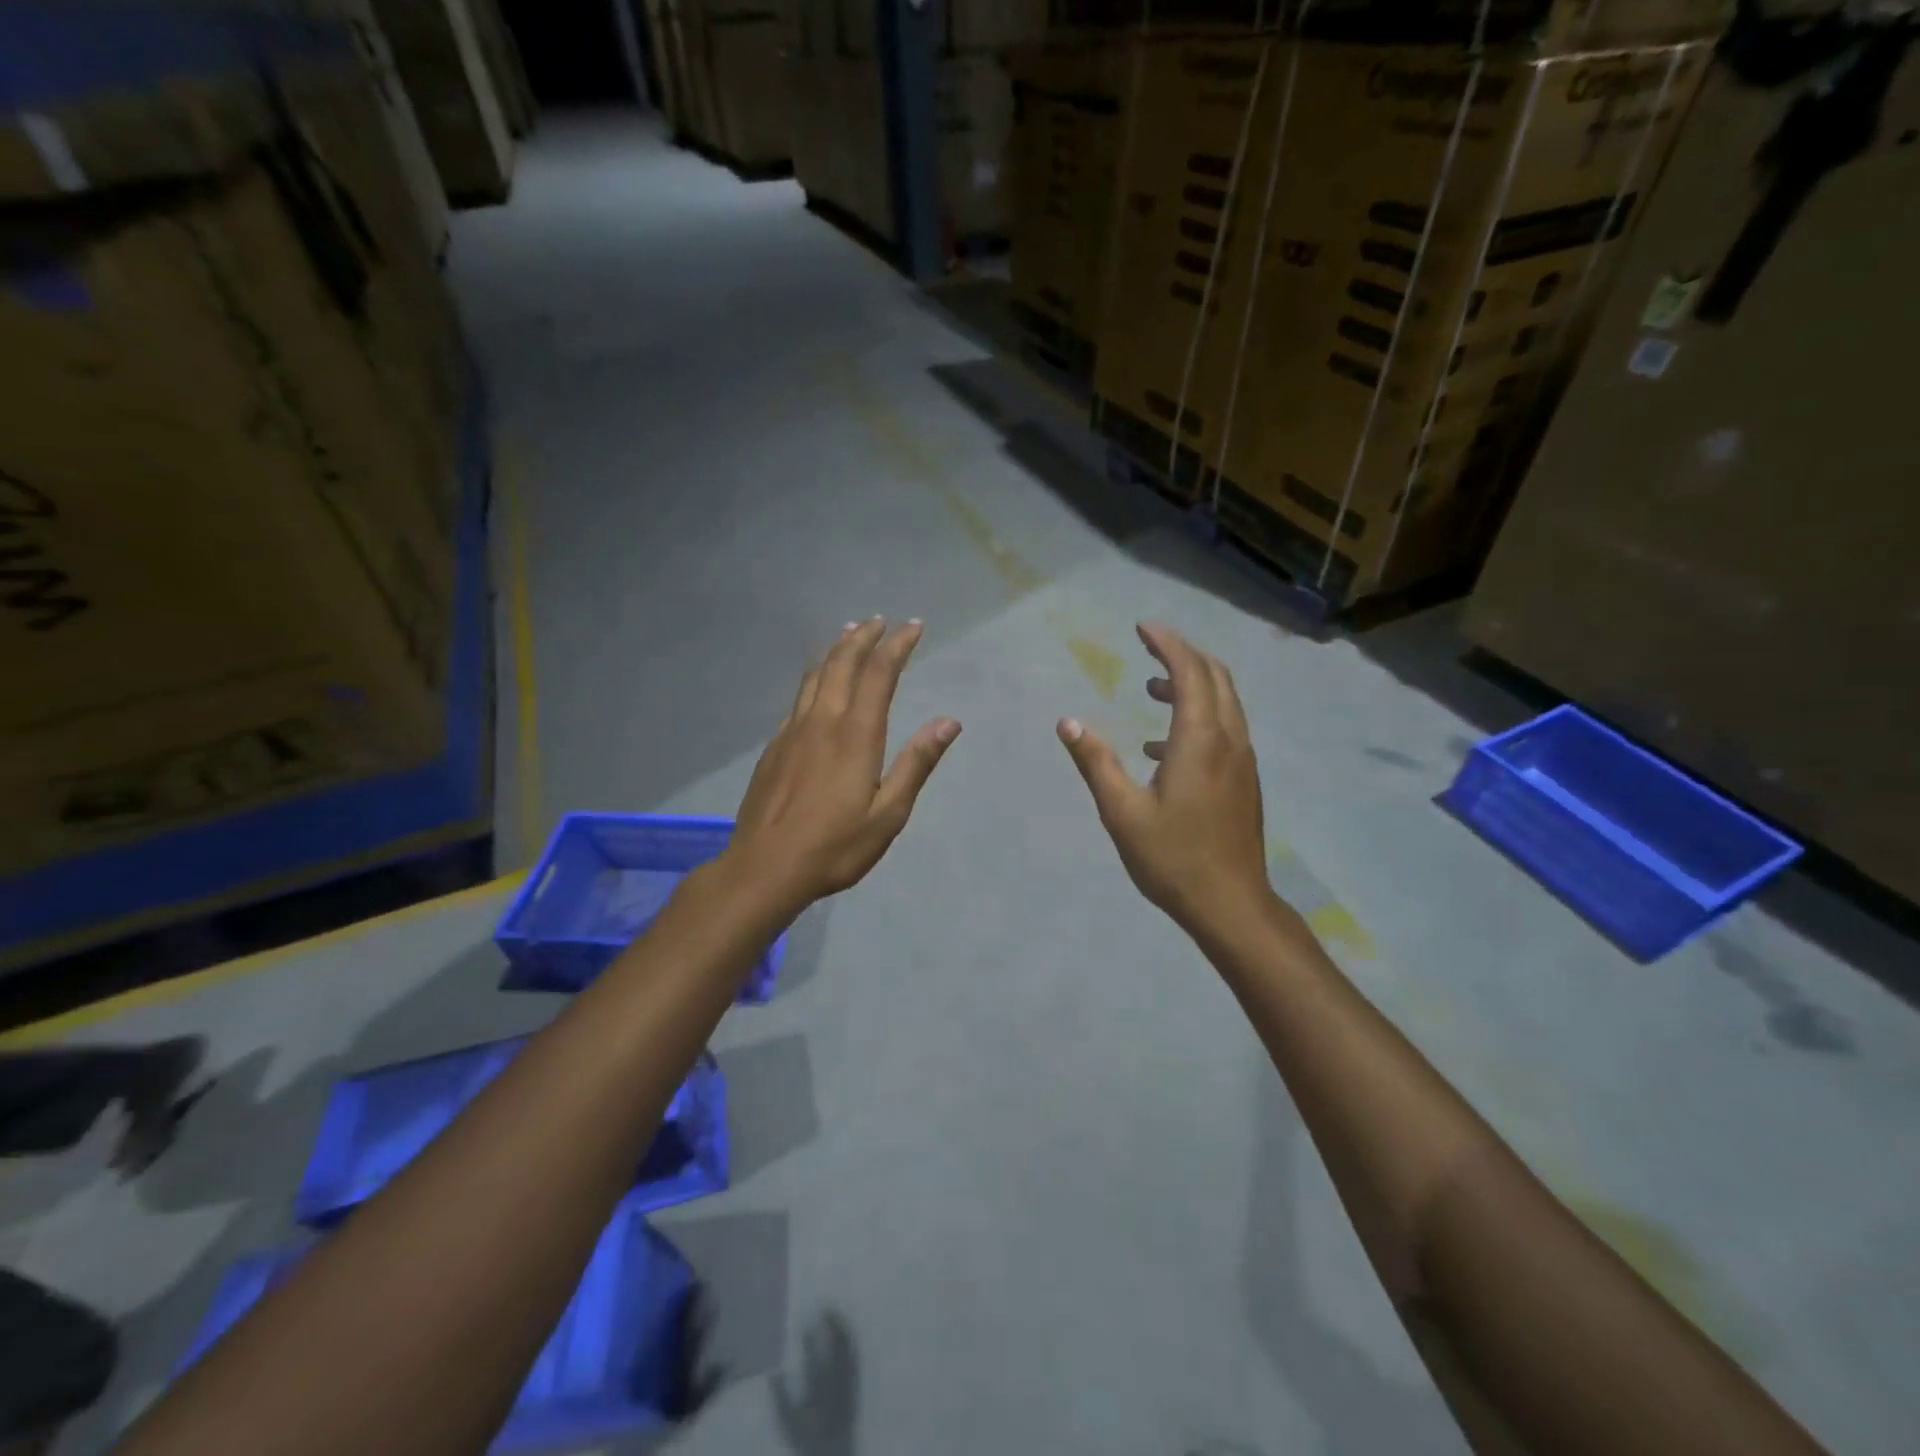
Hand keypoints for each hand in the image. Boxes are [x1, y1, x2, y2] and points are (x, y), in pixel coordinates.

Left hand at [732, 618, 959, 906]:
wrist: (766, 866)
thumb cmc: (835, 846)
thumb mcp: (888, 813)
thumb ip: (917, 763)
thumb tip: (948, 722)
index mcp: (856, 734)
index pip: (879, 674)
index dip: (897, 646)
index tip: (912, 626)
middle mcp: (822, 721)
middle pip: (842, 663)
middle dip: (863, 637)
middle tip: (879, 621)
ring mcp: (792, 731)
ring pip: (815, 676)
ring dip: (835, 651)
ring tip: (847, 635)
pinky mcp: (774, 747)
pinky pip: (798, 699)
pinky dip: (814, 679)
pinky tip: (817, 688)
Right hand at [1057, 623, 1269, 933]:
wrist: (1231, 904)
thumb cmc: (1173, 858)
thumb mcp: (1122, 811)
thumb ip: (1096, 762)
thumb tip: (1067, 722)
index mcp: (1200, 741)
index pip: (1190, 672)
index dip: (1167, 643)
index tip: (1142, 627)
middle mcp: (1229, 740)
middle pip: (1216, 677)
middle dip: (1183, 654)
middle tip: (1148, 645)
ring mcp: (1242, 761)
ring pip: (1224, 701)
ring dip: (1192, 684)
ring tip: (1151, 688)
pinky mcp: (1244, 780)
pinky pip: (1225, 728)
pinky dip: (1198, 715)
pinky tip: (1162, 745)